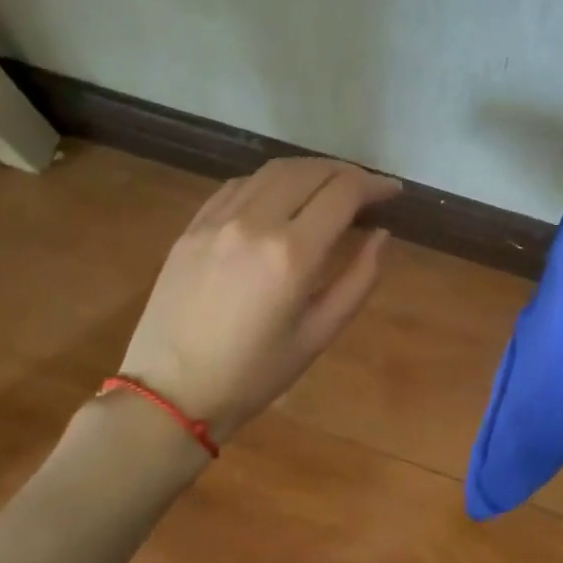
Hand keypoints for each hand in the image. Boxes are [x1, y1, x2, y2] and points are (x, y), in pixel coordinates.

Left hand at [119, 157, 400, 440]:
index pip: (344, 192)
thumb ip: (359, 279)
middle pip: (311, 170)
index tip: (392, 192)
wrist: (169, 392)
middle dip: (347, 172)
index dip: (375, 184)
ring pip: (274, 170)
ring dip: (310, 171)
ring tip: (329, 188)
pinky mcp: (193, 226)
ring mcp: (217, 220)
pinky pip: (239, 185)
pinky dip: (271, 182)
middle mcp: (254, 222)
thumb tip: (381, 235)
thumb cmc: (254, 374)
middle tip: (367, 189)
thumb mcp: (319, 334)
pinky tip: (281, 199)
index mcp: (291, 254)